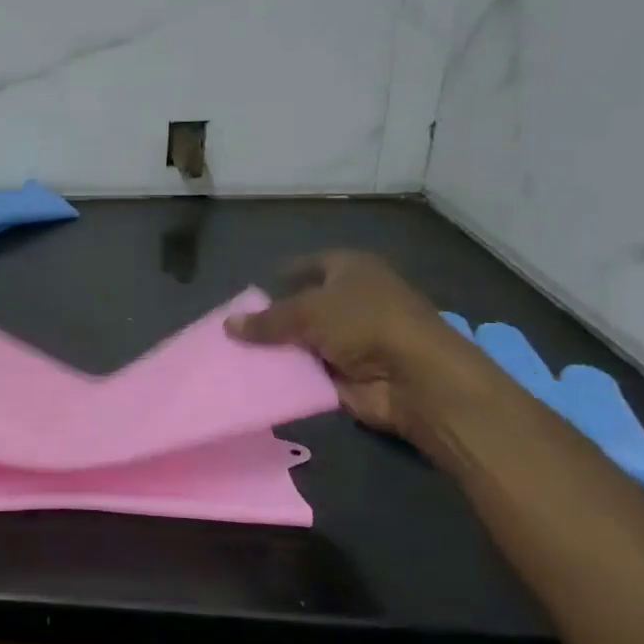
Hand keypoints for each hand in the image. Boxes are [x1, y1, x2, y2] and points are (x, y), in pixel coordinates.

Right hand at [225, 251, 497, 441]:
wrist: (415, 379)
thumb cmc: (365, 324)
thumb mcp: (307, 311)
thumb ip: (266, 320)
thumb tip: (227, 324)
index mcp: (352, 270)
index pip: (311, 264)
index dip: (283, 273)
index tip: (251, 289)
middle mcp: (354, 300)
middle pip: (304, 305)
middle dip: (273, 317)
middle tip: (234, 327)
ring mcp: (353, 338)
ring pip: (304, 340)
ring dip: (278, 349)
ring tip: (235, 353)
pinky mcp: (349, 373)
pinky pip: (308, 370)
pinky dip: (288, 374)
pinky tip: (254, 376)